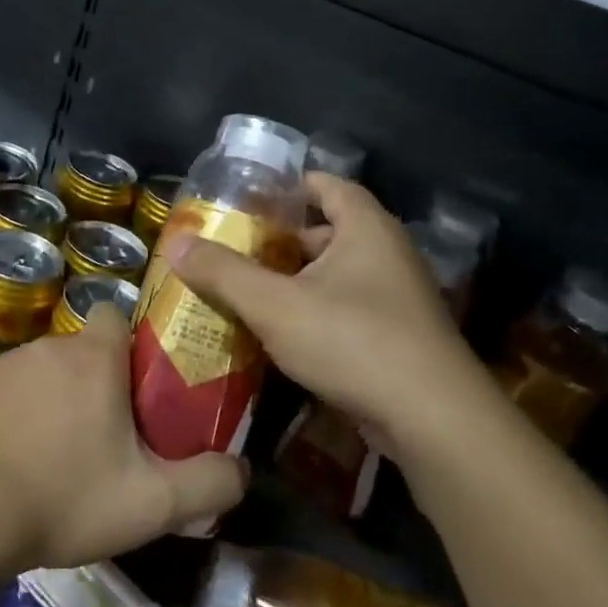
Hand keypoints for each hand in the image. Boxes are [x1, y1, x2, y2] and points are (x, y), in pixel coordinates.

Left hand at [0, 307, 246, 591]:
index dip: (132, 343)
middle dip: (100, 380)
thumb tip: (241, 469)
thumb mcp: (154, 503)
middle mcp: (49, 346)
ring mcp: (6, 365)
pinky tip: (23, 453)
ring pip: (49, 368)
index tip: (140, 384)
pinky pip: (14, 387)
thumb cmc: (68, 498)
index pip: (117, 315)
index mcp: (94, 358)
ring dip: (60, 395)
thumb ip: (209, 483)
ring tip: (63, 450)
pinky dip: (24, 408)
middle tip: (111, 433)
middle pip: (86, 349)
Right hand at [162, 174, 499, 463]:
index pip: (326, 185)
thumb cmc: (353, 341)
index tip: (245, 199)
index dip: (287, 187)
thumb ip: (222, 272)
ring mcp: (396, 299)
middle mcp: (386, 254)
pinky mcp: (395, 338)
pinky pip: (344, 311)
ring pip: (333, 276)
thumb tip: (175, 243)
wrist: (432, 420)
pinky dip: (311, 313)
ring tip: (244, 291)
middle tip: (232, 250)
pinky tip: (277, 334)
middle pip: (326, 233)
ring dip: (292, 282)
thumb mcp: (274, 304)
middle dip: (279, 241)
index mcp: (366, 228)